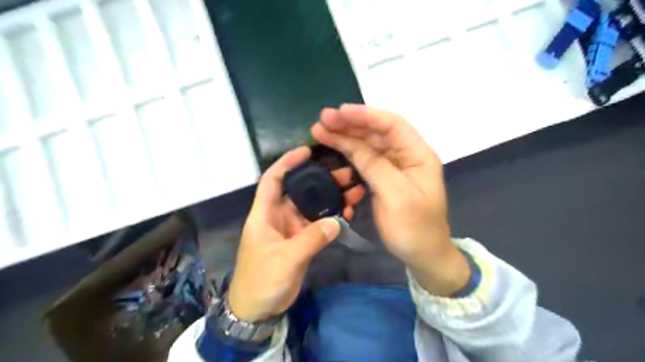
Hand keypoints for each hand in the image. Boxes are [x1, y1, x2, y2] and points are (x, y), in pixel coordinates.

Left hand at [226, 145, 366, 321]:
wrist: (257, 309)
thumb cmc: (261, 281)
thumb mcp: (284, 259)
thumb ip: (311, 239)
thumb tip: (337, 221)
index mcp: (264, 213)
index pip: (273, 179)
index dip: (287, 162)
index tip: (307, 151)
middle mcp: (278, 216)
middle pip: (300, 190)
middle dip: (321, 179)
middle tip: (346, 174)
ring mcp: (291, 228)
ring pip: (313, 206)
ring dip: (331, 199)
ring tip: (354, 191)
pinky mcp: (301, 241)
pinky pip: (319, 224)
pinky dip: (332, 218)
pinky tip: (348, 214)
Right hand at [311, 105, 469, 296]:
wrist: (422, 255)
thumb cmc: (415, 227)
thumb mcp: (397, 196)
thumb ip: (376, 167)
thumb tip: (353, 145)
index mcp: (418, 155)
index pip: (392, 125)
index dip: (366, 115)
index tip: (340, 112)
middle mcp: (406, 155)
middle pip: (377, 132)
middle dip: (350, 124)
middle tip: (323, 119)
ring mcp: (393, 166)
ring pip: (368, 144)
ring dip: (345, 136)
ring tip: (321, 129)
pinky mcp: (383, 177)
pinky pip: (364, 159)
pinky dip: (348, 152)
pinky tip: (334, 146)